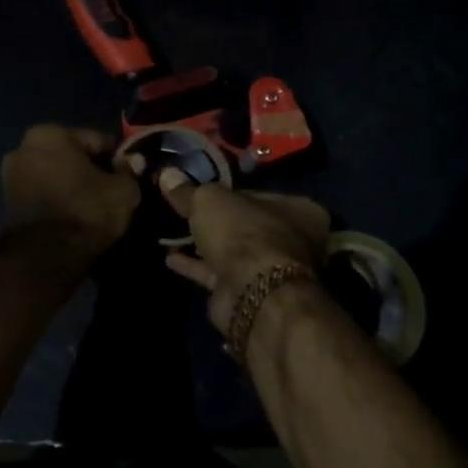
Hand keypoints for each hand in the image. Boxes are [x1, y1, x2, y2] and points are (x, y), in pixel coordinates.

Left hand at [1, 125, 139, 256]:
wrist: (45, 257)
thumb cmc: (85, 211)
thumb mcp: (122, 190)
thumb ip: (128, 172)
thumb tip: (131, 162)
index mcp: (49, 133)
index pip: (96, 140)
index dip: (116, 159)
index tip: (129, 176)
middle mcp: (23, 147)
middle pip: (71, 156)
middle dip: (90, 170)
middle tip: (111, 192)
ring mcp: (11, 175)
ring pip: (56, 175)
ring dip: (73, 185)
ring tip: (94, 207)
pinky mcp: (7, 203)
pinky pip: (43, 194)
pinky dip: (58, 200)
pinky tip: (74, 216)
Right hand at [159, 175, 328, 332]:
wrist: (250, 291)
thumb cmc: (242, 232)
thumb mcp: (209, 200)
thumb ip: (188, 190)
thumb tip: (167, 174)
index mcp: (299, 211)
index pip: (258, 195)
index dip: (227, 192)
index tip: (201, 191)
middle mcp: (293, 241)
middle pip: (246, 225)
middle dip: (217, 222)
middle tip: (185, 213)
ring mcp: (272, 271)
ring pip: (233, 252)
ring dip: (205, 245)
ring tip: (173, 234)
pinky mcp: (249, 294)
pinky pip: (219, 274)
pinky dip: (196, 267)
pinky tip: (170, 259)